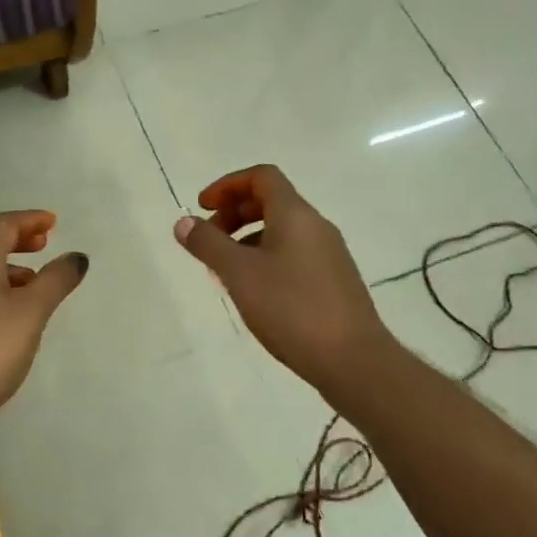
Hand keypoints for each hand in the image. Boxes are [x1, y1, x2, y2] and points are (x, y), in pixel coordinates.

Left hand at [0, 211, 87, 438]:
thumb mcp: (31, 313)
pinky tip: (10, 315)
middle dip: (16, 238)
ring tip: (34, 283)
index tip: (53, 223)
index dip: (30, 220)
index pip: (3, 225)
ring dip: (7, 265)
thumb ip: (55, 281)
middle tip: (43, 245)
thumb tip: (76, 256)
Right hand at [174, 165, 390, 393]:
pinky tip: (254, 293)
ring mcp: (329, 255)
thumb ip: (208, 244)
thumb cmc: (291, 308)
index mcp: (295, 215)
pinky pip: (294, 255)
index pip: (262, 177)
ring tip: (224, 272)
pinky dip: (266, 259)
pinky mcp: (334, 282)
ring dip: (248, 240)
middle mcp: (316, 226)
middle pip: (271, 202)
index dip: (228, 185)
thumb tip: (183, 222)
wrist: (352, 359)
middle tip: (208, 241)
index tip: (203, 208)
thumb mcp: (239, 274)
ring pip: (282, 231)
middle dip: (234, 214)